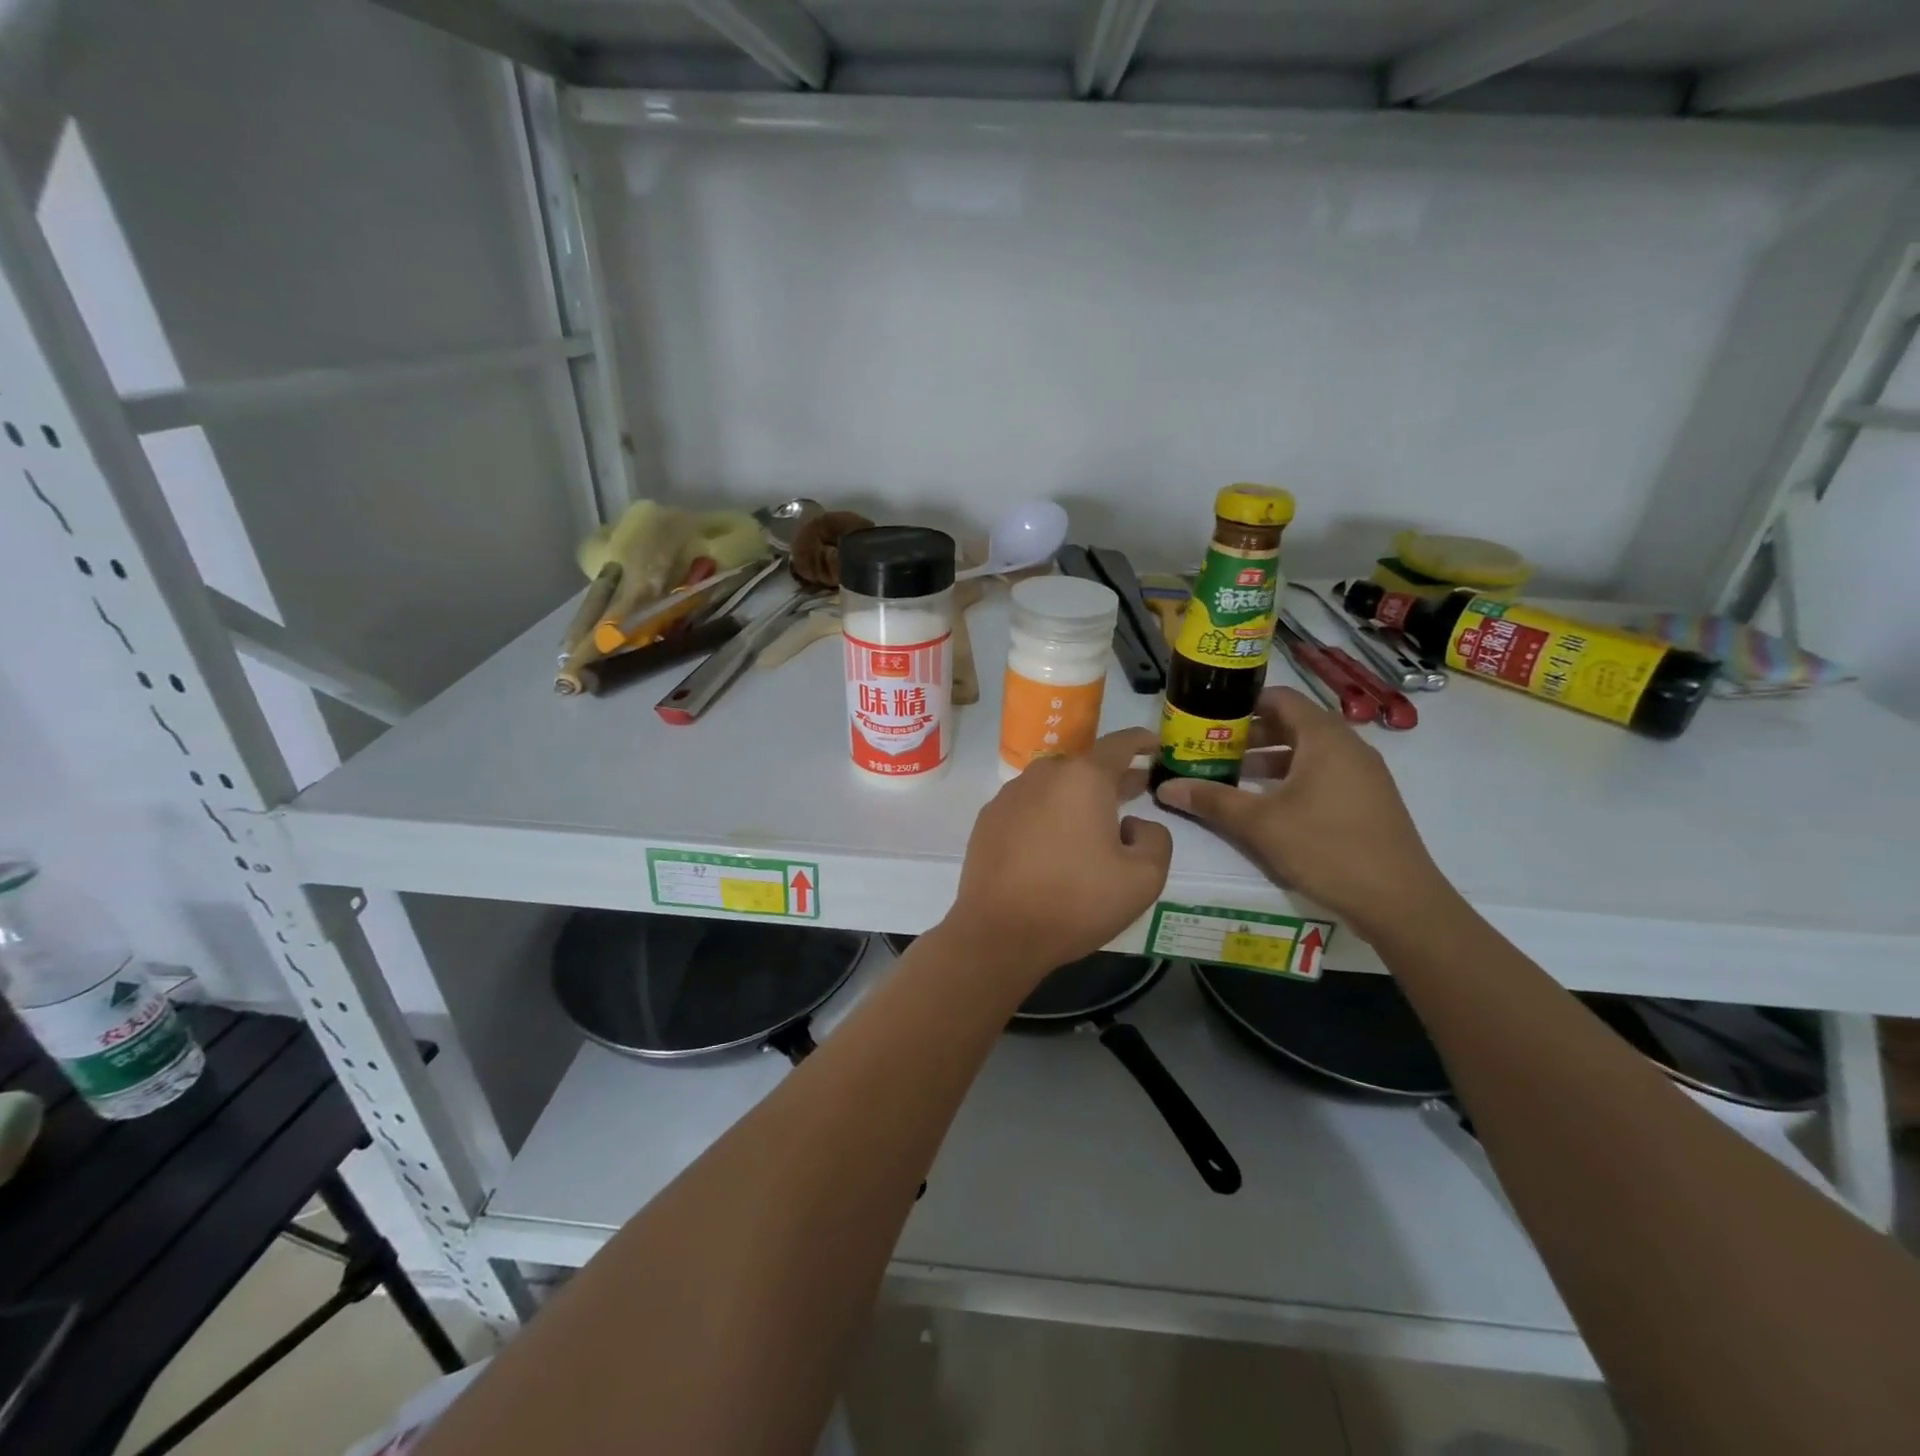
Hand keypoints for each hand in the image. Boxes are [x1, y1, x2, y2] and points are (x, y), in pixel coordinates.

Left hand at [942, 728, 1172, 987]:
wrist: (999, 934)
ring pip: (1054, 785)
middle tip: (1134, 790)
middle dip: (1112, 776)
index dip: (1141, 742)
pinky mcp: (988, 820)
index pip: (1119, 745)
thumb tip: (1132, 824)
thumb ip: (1156, 839)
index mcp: (1083, 779)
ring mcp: (1009, 795)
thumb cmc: (1076, 902)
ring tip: (1094, 822)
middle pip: (1085, 766)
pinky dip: (1047, 814)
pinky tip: (1054, 844)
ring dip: (1077, 797)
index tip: (1154, 744)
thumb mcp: (1144, 879)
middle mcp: (1043, 775)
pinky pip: (1028, 806)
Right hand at [1153, 687, 1448, 932]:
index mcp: (1324, 737)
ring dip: (1269, 759)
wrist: (1399, 901)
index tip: (1209, 716)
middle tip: (1211, 748)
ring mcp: (1363, 773)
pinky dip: (1292, 777)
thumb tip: (1164, 787)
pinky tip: (1267, 804)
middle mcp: (1348, 745)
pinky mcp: (1368, 799)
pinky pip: (1323, 772)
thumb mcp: (1259, 824)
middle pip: (1292, 724)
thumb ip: (1212, 800)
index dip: (1242, 703)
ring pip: (1308, 751)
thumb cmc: (1326, 848)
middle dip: (1250, 734)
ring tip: (1230, 776)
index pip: (1280, 699)